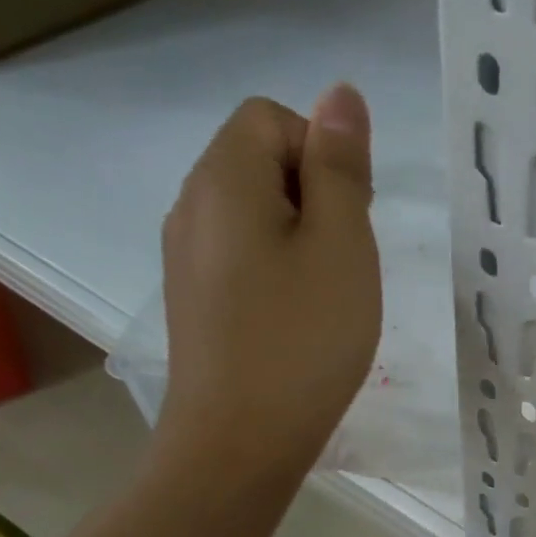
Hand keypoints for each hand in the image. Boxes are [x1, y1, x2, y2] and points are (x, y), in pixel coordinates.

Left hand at [152, 86, 380, 496]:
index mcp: (223, 179)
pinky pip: (242, 254)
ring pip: (255, 212)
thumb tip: (339, 93)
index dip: (323, 154)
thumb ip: (340, 165)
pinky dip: (278, 268)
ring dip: (302, 236)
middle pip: (260, 160)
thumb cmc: (302, 339)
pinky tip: (296, 318)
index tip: (350, 218)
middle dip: (315, 195)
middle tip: (345, 261)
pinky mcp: (194, 298)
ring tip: (325, 294)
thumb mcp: (341, 245)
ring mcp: (185, 255)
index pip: (273, 117)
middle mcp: (191, 205)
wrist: (238, 443)